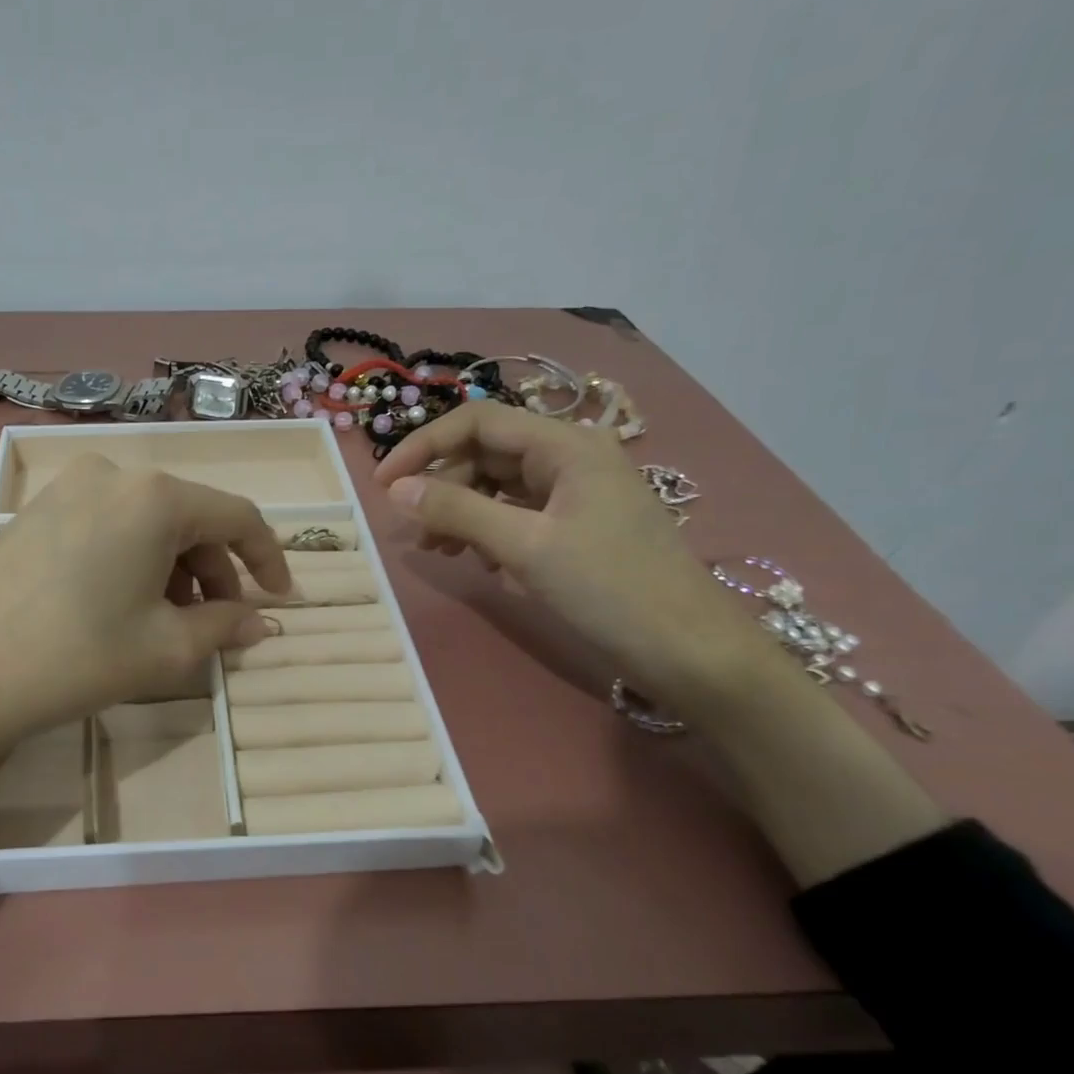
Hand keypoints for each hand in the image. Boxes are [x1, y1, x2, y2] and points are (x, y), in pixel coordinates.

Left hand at [0, 455, 291, 757]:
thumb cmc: (75, 656)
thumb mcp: (165, 649)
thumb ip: (225, 627)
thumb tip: (262, 622)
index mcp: (155, 496)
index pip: (237, 516)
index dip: (267, 558)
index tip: (280, 598)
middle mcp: (114, 475)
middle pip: (189, 518)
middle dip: (215, 571)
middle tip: (218, 624)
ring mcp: (67, 488)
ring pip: (146, 523)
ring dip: (173, 569)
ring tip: (169, 624)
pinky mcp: (35, 511)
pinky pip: (107, 527)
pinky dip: (132, 561)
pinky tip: (122, 606)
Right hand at [375, 402, 767, 701]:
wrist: (690, 651)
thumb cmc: (609, 589)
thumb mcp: (524, 547)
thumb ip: (457, 511)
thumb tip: (397, 490)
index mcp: (566, 446)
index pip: (478, 422)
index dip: (424, 445)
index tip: (384, 483)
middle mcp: (571, 458)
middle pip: (486, 454)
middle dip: (444, 487)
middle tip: (414, 531)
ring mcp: (577, 493)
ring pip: (499, 487)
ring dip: (462, 513)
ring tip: (441, 551)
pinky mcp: (578, 526)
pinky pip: (519, 514)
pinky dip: (491, 532)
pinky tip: (485, 565)